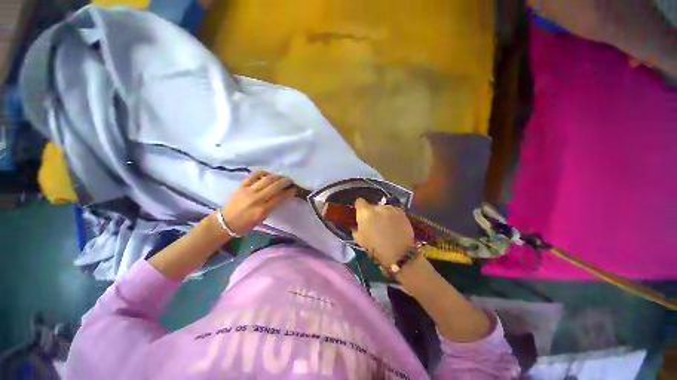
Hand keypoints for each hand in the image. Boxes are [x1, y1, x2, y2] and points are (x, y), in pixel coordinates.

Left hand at [220, 171, 295, 235]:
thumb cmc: (246, 224)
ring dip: (277, 176)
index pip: (280, 198)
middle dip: (285, 182)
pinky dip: (263, 173)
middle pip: (275, 186)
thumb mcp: (262, 218)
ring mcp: (248, 191)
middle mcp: (256, 199)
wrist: (226, 222)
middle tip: (290, 181)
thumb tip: (282, 196)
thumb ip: (272, 206)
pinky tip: (268, 174)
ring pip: (266, 179)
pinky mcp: (241, 186)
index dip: (289, 192)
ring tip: (281, 177)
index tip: (295, 189)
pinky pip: (254, 175)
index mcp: (262, 210)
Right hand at [351, 198, 414, 266]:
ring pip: (383, 208)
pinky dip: (392, 216)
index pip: (359, 201)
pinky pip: (393, 211)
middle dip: (372, 213)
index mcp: (365, 213)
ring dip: (383, 214)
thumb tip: (356, 225)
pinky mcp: (401, 212)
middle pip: (372, 206)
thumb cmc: (375, 248)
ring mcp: (391, 209)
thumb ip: (356, 228)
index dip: (359, 207)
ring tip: (386, 225)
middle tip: (374, 223)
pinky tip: (394, 225)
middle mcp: (378, 207)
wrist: (399, 254)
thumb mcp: (360, 240)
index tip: (360, 213)